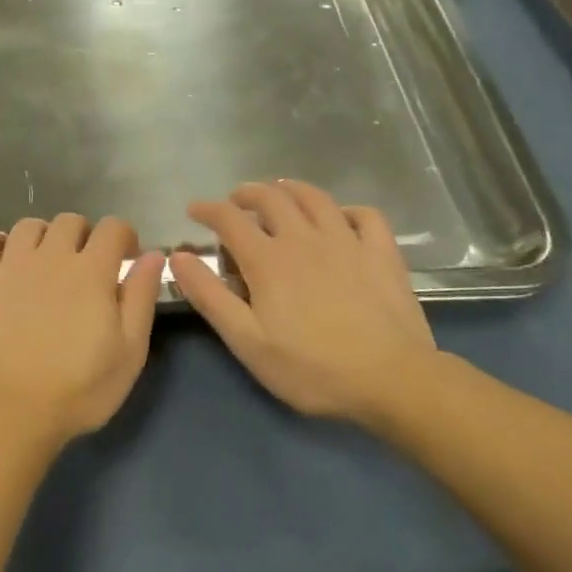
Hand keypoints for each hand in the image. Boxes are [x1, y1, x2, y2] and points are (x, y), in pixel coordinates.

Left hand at [0, 214, 165, 446]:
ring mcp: (9, 264)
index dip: (122, 237)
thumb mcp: (130, 352)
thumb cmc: (80, 389)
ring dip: (42, 238)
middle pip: (69, 221)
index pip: (112, 227)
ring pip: (28, 226)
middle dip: (83, 237)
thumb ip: (141, 297)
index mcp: (91, 271)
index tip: (123, 259)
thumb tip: (152, 255)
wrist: (13, 411)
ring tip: (43, 265)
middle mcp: (50, 256)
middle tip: (83, 268)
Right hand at [170, 181, 437, 422]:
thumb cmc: (311, 367)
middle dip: (247, 193)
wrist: (394, 382)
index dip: (207, 209)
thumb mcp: (246, 340)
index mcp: (267, 259)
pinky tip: (340, 219)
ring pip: (315, 198)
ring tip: (280, 194)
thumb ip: (209, 296)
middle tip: (235, 201)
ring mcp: (347, 242)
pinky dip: (347, 210)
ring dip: (290, 190)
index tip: (194, 210)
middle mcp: (304, 239)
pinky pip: (365, 215)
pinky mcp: (382, 255)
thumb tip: (178, 257)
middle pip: (271, 198)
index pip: (228, 218)